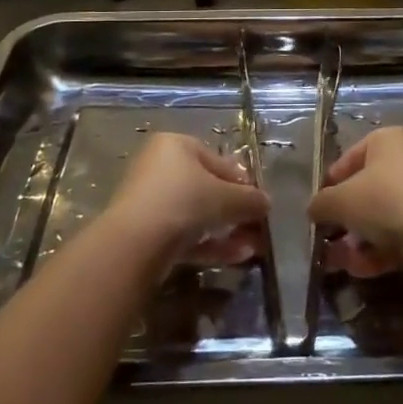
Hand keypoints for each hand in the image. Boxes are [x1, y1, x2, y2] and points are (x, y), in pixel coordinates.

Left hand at [110, 133, 270, 267]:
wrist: (136, 243)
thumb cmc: (185, 201)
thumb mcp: (227, 197)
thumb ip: (250, 199)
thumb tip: (266, 203)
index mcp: (175, 145)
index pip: (217, 160)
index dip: (242, 182)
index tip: (259, 202)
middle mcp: (159, 167)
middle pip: (206, 189)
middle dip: (235, 211)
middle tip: (257, 227)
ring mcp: (149, 201)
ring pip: (196, 215)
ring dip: (227, 231)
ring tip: (253, 249)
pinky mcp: (144, 232)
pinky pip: (183, 234)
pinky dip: (209, 245)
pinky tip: (236, 258)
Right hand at [308, 128, 402, 278]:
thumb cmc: (382, 199)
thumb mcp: (339, 200)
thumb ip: (321, 204)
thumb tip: (314, 210)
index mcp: (386, 140)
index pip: (348, 159)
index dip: (330, 185)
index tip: (318, 209)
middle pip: (365, 191)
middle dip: (343, 220)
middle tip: (327, 241)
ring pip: (380, 217)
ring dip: (356, 242)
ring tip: (339, 263)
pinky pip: (398, 234)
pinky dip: (378, 251)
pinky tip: (361, 270)